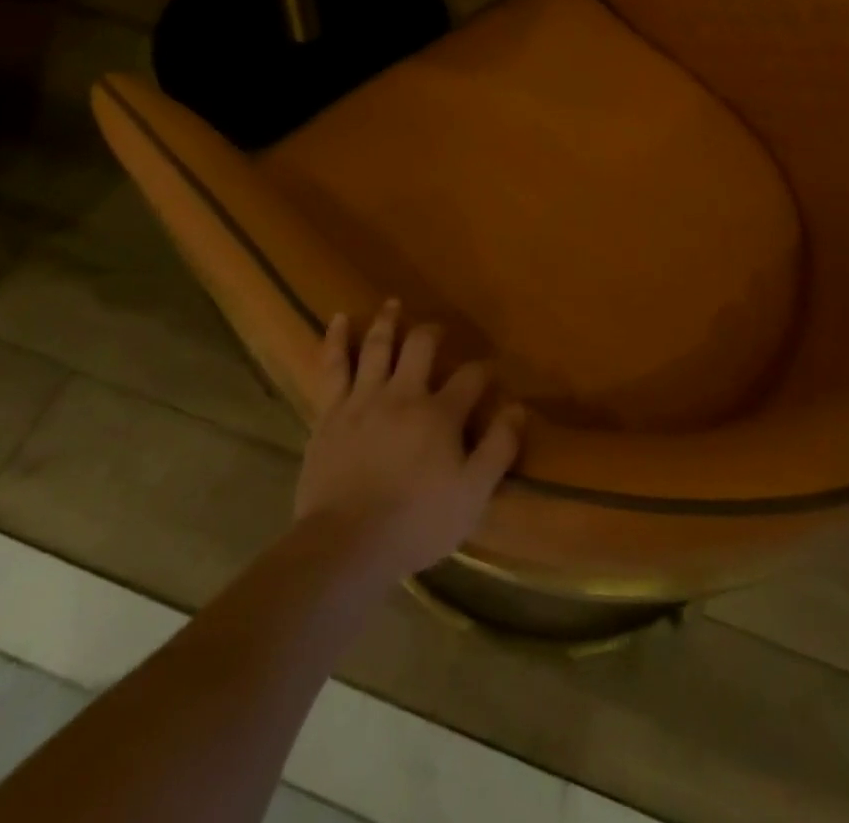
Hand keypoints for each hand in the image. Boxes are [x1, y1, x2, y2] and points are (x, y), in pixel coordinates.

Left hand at [294, 299, 525, 579]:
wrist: (347, 543)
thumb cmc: (416, 523)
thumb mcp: (473, 495)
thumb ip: (498, 449)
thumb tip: (518, 409)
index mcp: (440, 414)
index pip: (470, 378)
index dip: (484, 371)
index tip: (490, 371)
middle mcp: (403, 394)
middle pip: (421, 347)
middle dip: (433, 333)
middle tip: (438, 330)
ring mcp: (363, 399)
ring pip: (377, 346)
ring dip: (387, 322)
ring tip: (393, 304)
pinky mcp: (330, 412)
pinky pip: (333, 366)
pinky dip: (335, 339)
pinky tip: (337, 318)